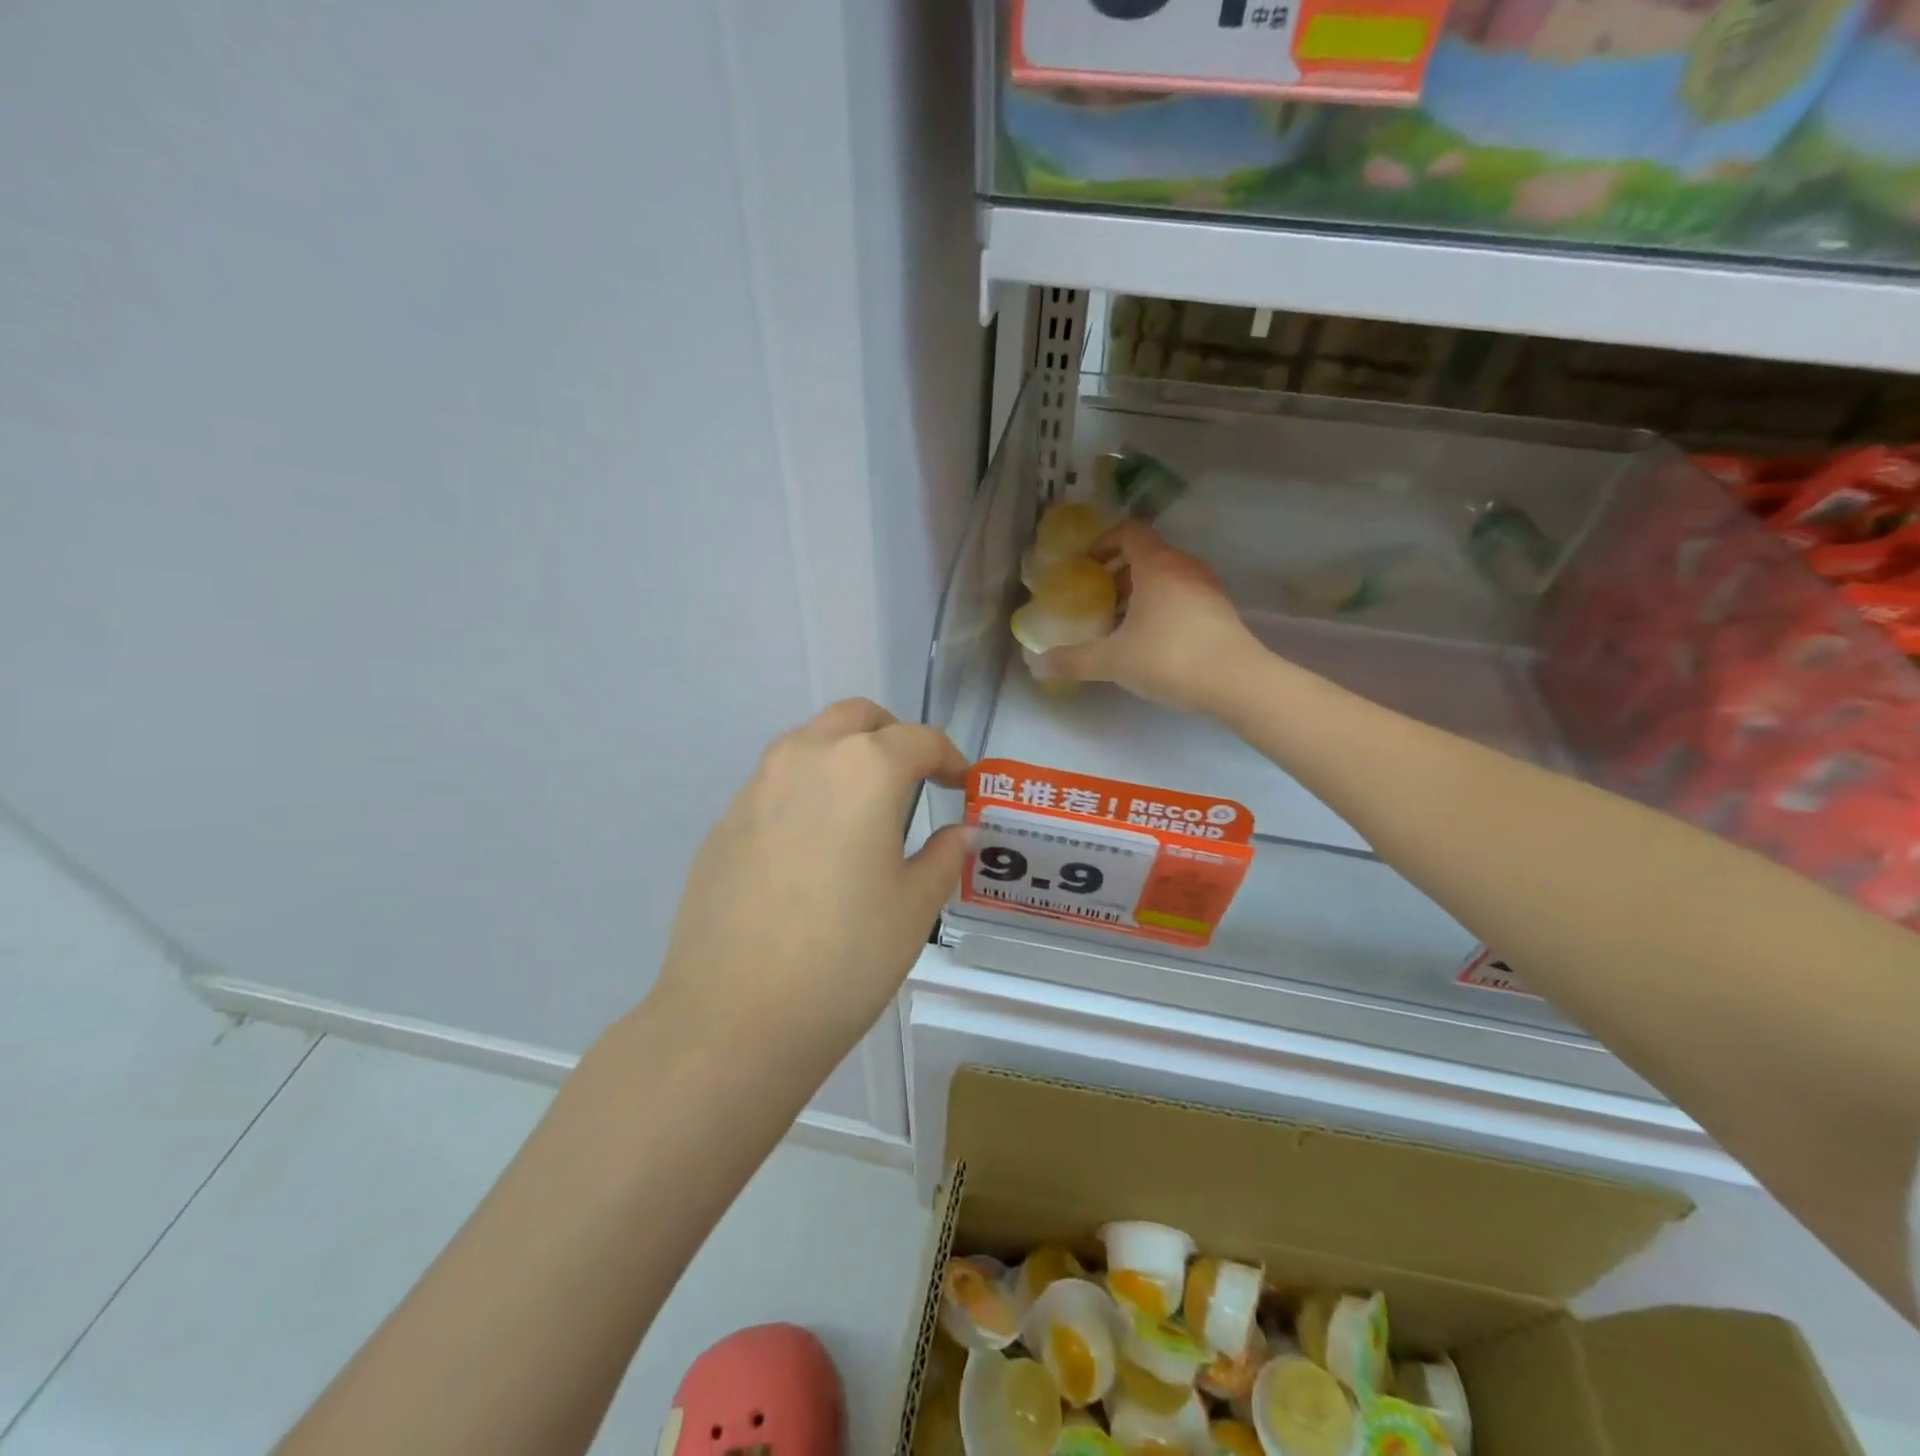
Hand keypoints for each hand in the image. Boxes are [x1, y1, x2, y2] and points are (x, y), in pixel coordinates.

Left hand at [652, 699, 970, 1055]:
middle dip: (893, 737)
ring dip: (846, 756)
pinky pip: (777, 784)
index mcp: (864, 769)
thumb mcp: (915, 906)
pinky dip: (808, 790)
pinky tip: (815, 848)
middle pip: (857, 719)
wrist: (735, 1016)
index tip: (962, 784)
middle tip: (915, 779)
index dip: (949, 757)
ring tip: (865, 810)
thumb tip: (959, 831)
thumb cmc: (846, 957)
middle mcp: (806, 758)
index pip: (919, 739)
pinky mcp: (725, 821)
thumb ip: (945, 856)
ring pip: (810, 743)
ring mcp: (757, 786)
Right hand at [1041, 521, 1259, 713]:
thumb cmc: (1169, 658)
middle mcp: (1184, 568)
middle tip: (1096, 598)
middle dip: (1117, 574)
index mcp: (1157, 565)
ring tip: (1119, 624)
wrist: (1237, 682)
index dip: (1103, 542)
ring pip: (1166, 578)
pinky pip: (1182, 597)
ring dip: (1140, 593)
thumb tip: (1039, 664)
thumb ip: (1075, 660)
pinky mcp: (1220, 612)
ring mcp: (1207, 589)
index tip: (1085, 564)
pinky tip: (1149, 641)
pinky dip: (1161, 608)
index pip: (1129, 532)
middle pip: (1147, 556)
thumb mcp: (1113, 661)